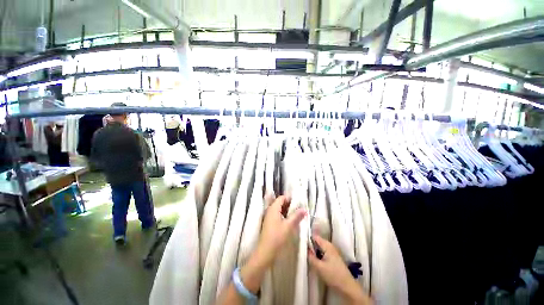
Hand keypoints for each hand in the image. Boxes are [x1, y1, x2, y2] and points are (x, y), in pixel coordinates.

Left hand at [253, 196, 305, 266]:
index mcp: (273, 208)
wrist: (265, 251)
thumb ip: (296, 216)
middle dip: (290, 205)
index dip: (290, 199)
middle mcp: (270, 210)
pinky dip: (284, 215)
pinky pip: (277, 215)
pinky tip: (290, 221)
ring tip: (296, 215)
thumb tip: (304, 209)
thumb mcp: (288, 226)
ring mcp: (269, 217)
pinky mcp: (269, 223)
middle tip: (299, 209)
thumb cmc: (277, 237)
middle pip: (280, 203)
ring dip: (287, 211)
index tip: (298, 203)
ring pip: (279, 209)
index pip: (282, 198)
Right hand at [308, 235, 371, 304]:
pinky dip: (318, 255)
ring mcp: (332, 252)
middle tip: (303, 251)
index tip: (300, 243)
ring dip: (314, 251)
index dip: (307, 239)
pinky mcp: (333, 258)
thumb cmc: (333, 275)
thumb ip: (310, 256)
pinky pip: (323, 252)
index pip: (314, 236)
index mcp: (327, 245)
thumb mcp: (319, 267)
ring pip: (320, 248)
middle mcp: (330, 245)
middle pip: (317, 242)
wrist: (347, 287)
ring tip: (307, 256)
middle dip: (310, 246)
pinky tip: (315, 261)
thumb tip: (304, 248)